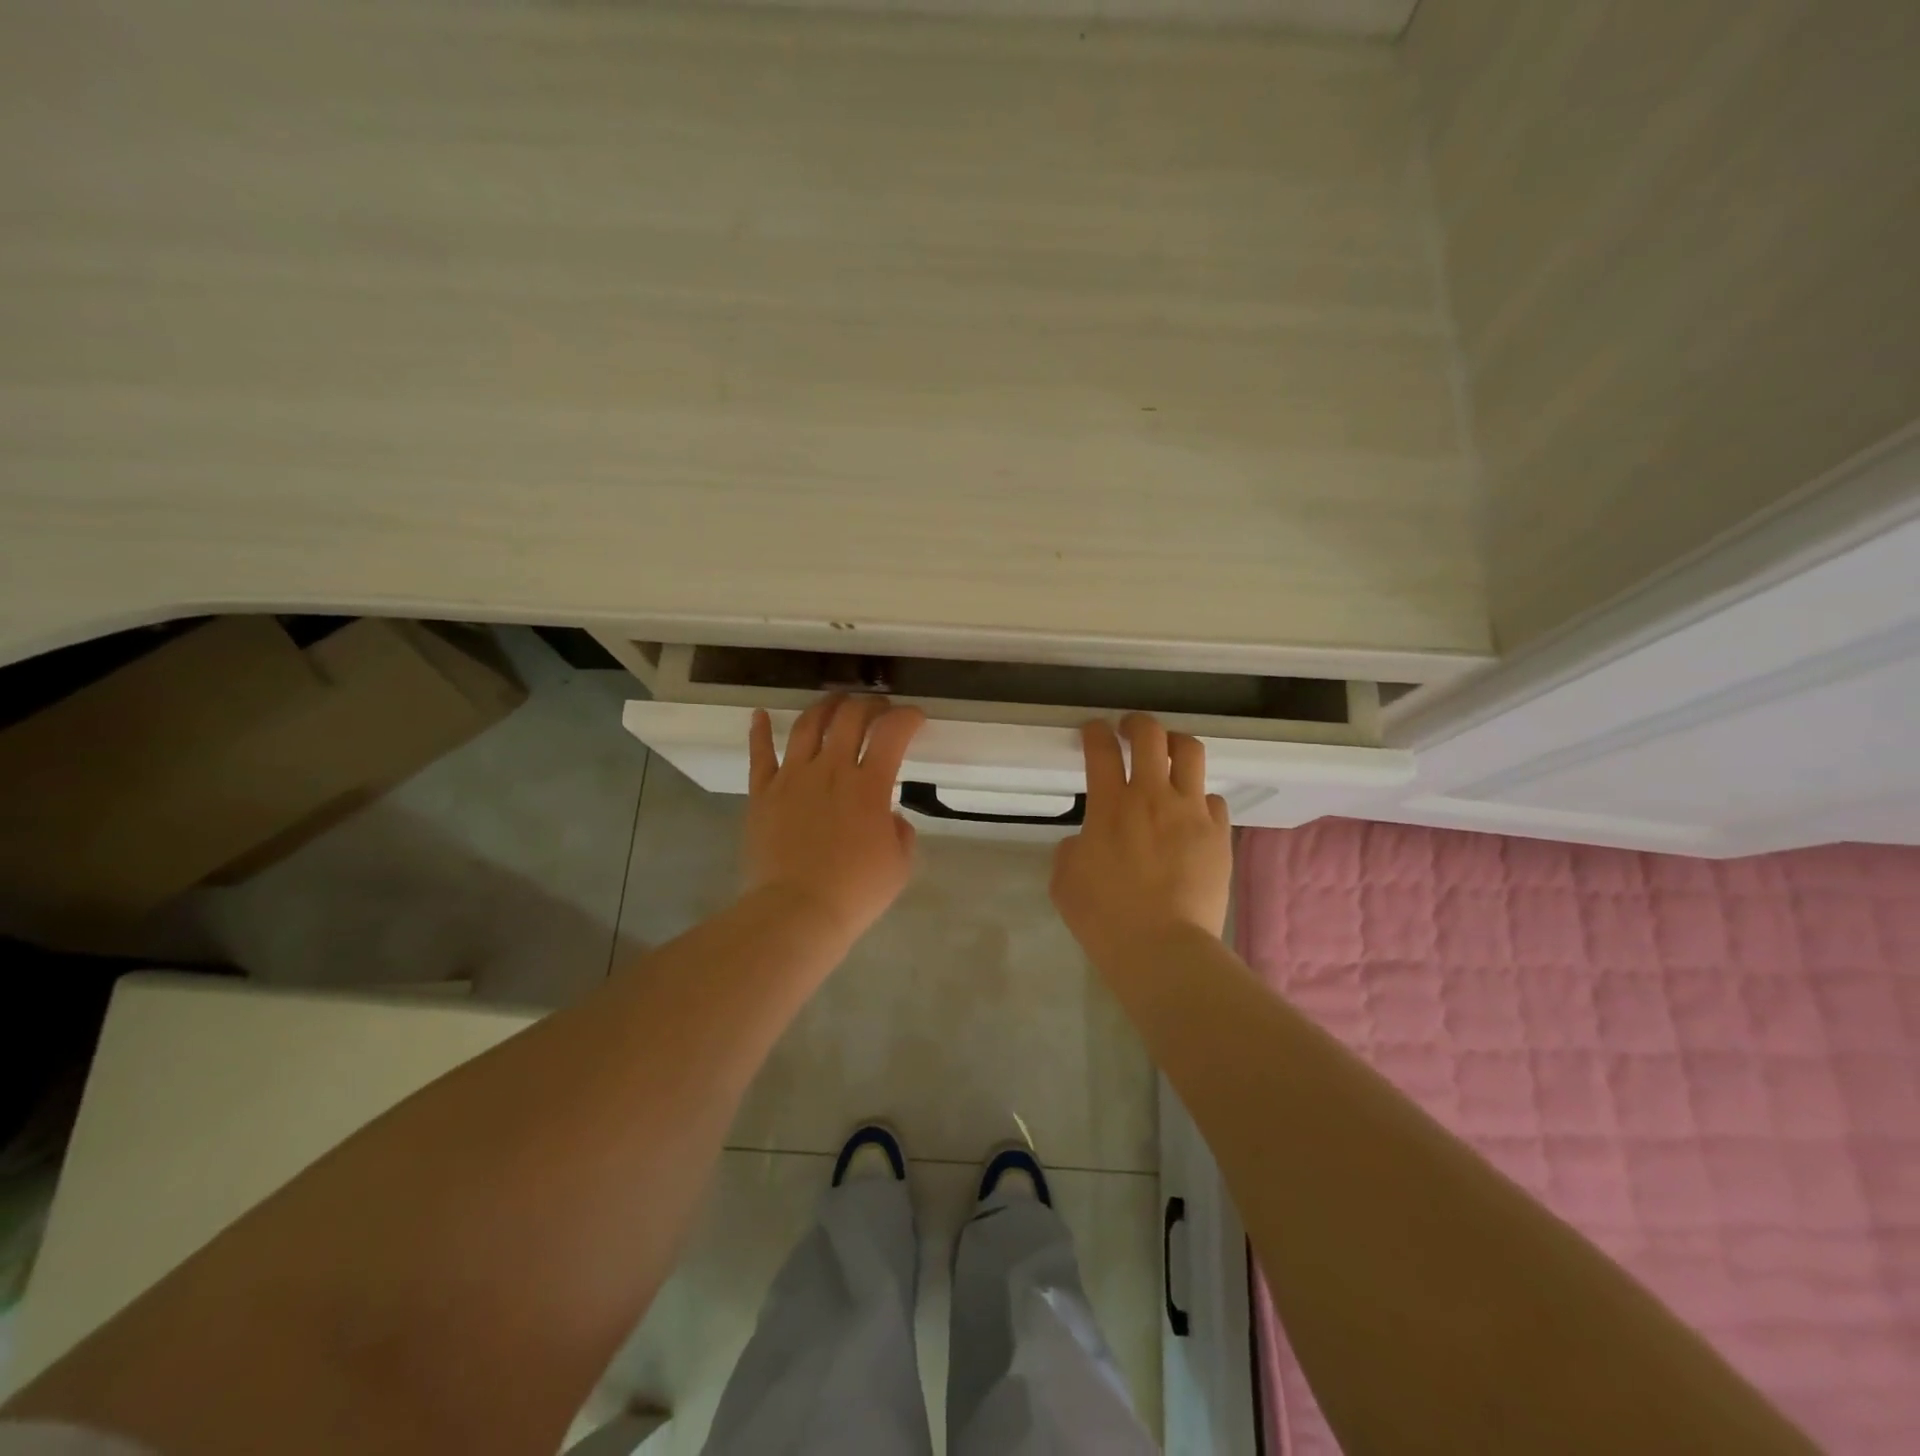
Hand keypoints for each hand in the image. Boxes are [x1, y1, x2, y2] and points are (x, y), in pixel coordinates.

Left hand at [743, 694, 926, 946]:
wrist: (797, 911)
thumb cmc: (855, 892)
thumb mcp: (899, 865)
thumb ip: (900, 831)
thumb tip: (889, 816)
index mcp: (869, 785)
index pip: (893, 732)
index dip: (907, 717)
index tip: (915, 718)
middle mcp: (831, 769)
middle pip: (850, 717)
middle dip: (870, 704)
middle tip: (878, 708)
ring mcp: (793, 777)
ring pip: (808, 725)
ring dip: (825, 706)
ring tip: (835, 701)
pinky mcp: (763, 792)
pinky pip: (760, 754)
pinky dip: (761, 731)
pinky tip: (761, 714)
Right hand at [1050, 714, 1232, 969]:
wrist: (1163, 948)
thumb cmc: (1104, 918)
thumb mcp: (1065, 880)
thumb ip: (1073, 848)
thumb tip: (1088, 841)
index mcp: (1110, 805)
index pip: (1101, 749)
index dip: (1095, 732)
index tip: (1094, 730)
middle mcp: (1153, 797)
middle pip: (1151, 736)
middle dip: (1138, 723)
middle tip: (1131, 729)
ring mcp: (1191, 813)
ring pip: (1191, 754)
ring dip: (1175, 746)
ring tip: (1169, 755)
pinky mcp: (1219, 834)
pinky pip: (1213, 800)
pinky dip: (1199, 799)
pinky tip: (1192, 813)